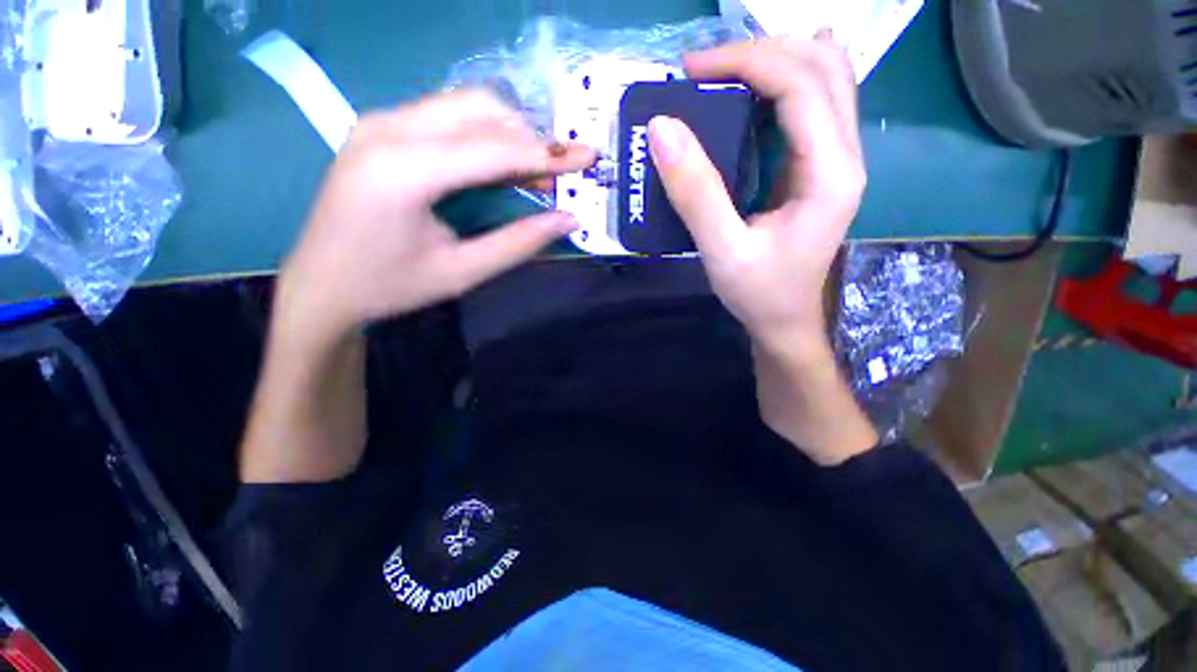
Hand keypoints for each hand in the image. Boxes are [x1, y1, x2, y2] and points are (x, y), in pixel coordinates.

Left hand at [277, 90, 595, 344]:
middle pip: (481, 109)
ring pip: (464, 105)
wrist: (320, 285)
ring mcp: (379, 121)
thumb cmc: (390, 286)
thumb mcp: (462, 272)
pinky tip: (498, 164)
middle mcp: (388, 128)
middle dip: (530, 138)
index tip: (588, 156)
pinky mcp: (379, 127)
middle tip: (558, 174)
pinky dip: (483, 134)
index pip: (494, 149)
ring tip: (533, 172)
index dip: (548, 154)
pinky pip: (445, 114)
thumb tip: (568, 219)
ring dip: (509, 133)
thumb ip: (518, 243)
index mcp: (404, 170)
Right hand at [648, 33, 864, 353]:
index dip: (746, 63)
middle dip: (762, 52)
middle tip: (705, 68)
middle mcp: (846, 156)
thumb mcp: (722, 251)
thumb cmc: (758, 293)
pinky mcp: (822, 168)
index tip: (691, 71)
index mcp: (830, 175)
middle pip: (823, 68)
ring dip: (777, 60)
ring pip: (826, 78)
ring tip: (725, 70)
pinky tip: (758, 86)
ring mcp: (839, 160)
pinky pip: (816, 104)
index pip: (800, 86)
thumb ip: (696, 193)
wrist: (785, 320)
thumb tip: (663, 129)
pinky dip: (785, 82)